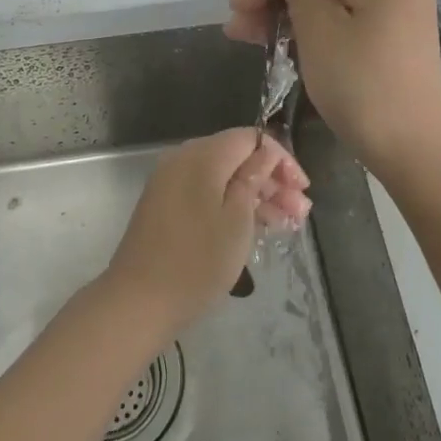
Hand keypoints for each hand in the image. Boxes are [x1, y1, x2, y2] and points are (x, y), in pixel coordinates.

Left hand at [102, 129, 310, 336]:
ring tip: (288, 223)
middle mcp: (184, 159)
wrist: (138, 301)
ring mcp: (171, 182)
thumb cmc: (197, 261)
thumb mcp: (237, 220)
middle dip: (272, 180)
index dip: (280, 158)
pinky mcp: (166, 204)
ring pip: (223, 177)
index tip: (303, 188)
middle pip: (236, 157)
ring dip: (256, 195)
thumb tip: (266, 152)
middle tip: (301, 211)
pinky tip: (258, 226)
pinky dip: (232, 204)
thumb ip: (253, 178)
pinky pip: (206, 192)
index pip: (249, 138)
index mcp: (202, 155)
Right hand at [226, 0, 440, 176]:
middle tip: (239, 10)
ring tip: (240, 31)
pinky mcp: (381, 29)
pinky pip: (336, 11)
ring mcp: (388, 3)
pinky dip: (302, 21)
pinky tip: (265, 39)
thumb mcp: (319, 27)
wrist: (410, 149)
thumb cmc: (362, 84)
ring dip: (279, 4)